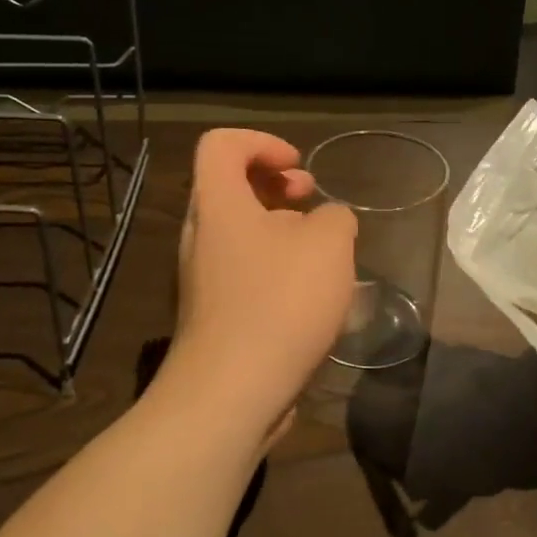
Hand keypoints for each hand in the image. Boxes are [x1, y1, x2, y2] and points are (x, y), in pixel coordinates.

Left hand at [167, 129, 357, 440]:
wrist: (231, 393)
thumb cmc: (279, 303)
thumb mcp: (329, 244)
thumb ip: (335, 217)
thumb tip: (328, 223)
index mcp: (218, 205)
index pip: (221, 144)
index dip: (262, 143)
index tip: (299, 168)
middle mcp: (200, 236)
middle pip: (230, 187)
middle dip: (276, 186)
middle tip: (312, 203)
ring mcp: (202, 279)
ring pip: (240, 233)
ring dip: (282, 231)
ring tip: (323, 255)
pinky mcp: (213, 315)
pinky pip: (242, 273)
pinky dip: (274, 269)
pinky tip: (309, 299)